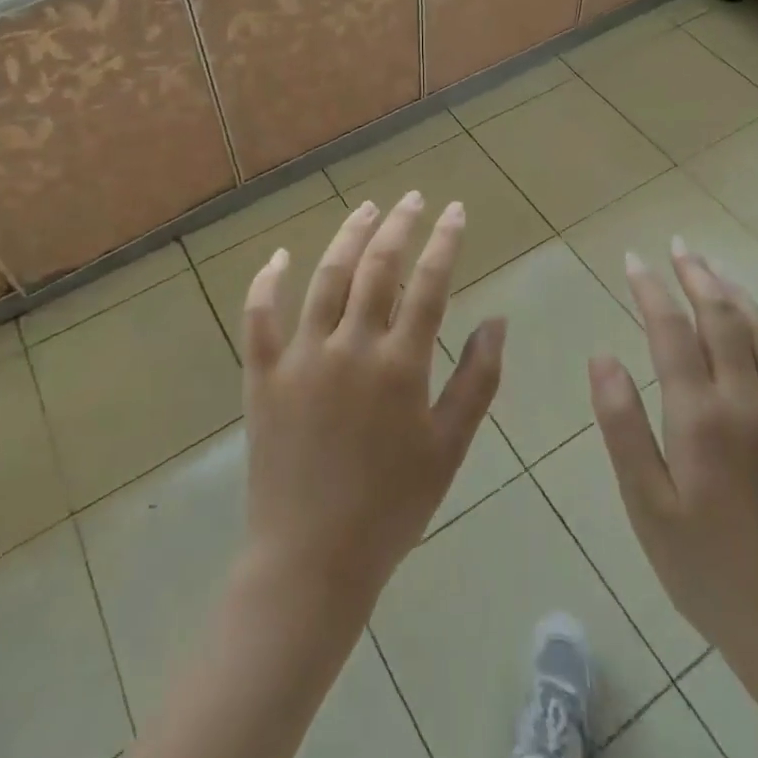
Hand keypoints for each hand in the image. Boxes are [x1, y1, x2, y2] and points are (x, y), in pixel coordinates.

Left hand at [239, 193, 506, 624]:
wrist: (312, 559)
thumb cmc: (392, 506)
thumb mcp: (449, 448)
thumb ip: (477, 379)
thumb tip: (498, 320)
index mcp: (399, 365)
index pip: (429, 284)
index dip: (444, 241)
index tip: (454, 210)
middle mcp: (349, 347)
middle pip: (377, 267)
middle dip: (399, 225)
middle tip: (413, 198)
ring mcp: (301, 357)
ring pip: (325, 278)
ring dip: (348, 236)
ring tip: (367, 209)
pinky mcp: (263, 374)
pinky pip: (259, 317)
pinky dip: (267, 282)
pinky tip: (279, 256)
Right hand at [589, 240, 757, 687]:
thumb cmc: (707, 569)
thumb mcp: (646, 504)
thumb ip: (621, 425)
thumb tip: (602, 357)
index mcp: (700, 417)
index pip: (671, 332)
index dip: (651, 290)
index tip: (634, 261)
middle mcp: (751, 402)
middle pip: (723, 318)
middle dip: (698, 276)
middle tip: (680, 247)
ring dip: (740, 297)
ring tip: (717, 273)